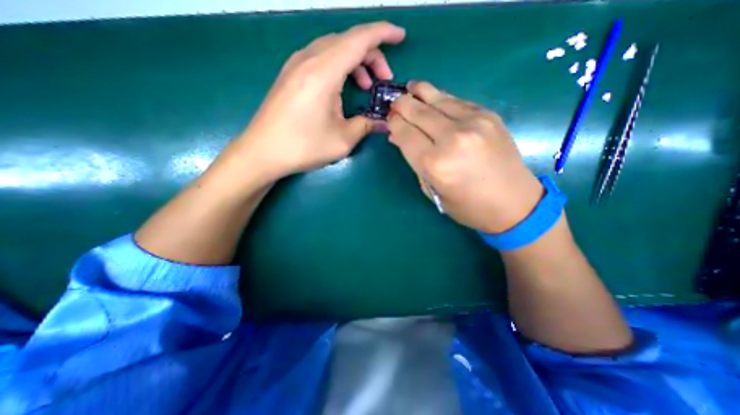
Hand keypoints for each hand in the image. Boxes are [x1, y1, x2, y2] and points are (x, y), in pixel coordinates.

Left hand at [231, 21, 403, 182]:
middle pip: (347, 41)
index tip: (400, 36)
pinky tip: (342, 88)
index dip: (383, 33)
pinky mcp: (290, 75)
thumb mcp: (342, 140)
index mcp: (323, 72)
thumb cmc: (303, 146)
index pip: (359, 39)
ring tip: (365, 85)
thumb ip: (366, 126)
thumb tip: (383, 123)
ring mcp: (295, 65)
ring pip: (333, 48)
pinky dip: (339, 67)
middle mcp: (308, 60)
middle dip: (371, 55)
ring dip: (355, 62)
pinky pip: (320, 58)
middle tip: (383, 79)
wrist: (262, 152)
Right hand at [388, 81, 541, 233]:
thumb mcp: (432, 190)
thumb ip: (414, 162)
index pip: (405, 133)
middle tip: (394, 102)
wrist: (514, 204)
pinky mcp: (489, 116)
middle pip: (418, 112)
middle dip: (402, 105)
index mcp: (434, 164)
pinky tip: (433, 96)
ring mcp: (473, 123)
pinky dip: (441, 98)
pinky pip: (457, 101)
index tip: (389, 119)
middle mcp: (451, 138)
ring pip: (438, 100)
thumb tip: (398, 138)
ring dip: (420, 92)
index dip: (394, 123)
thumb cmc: (467, 206)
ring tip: (410, 87)